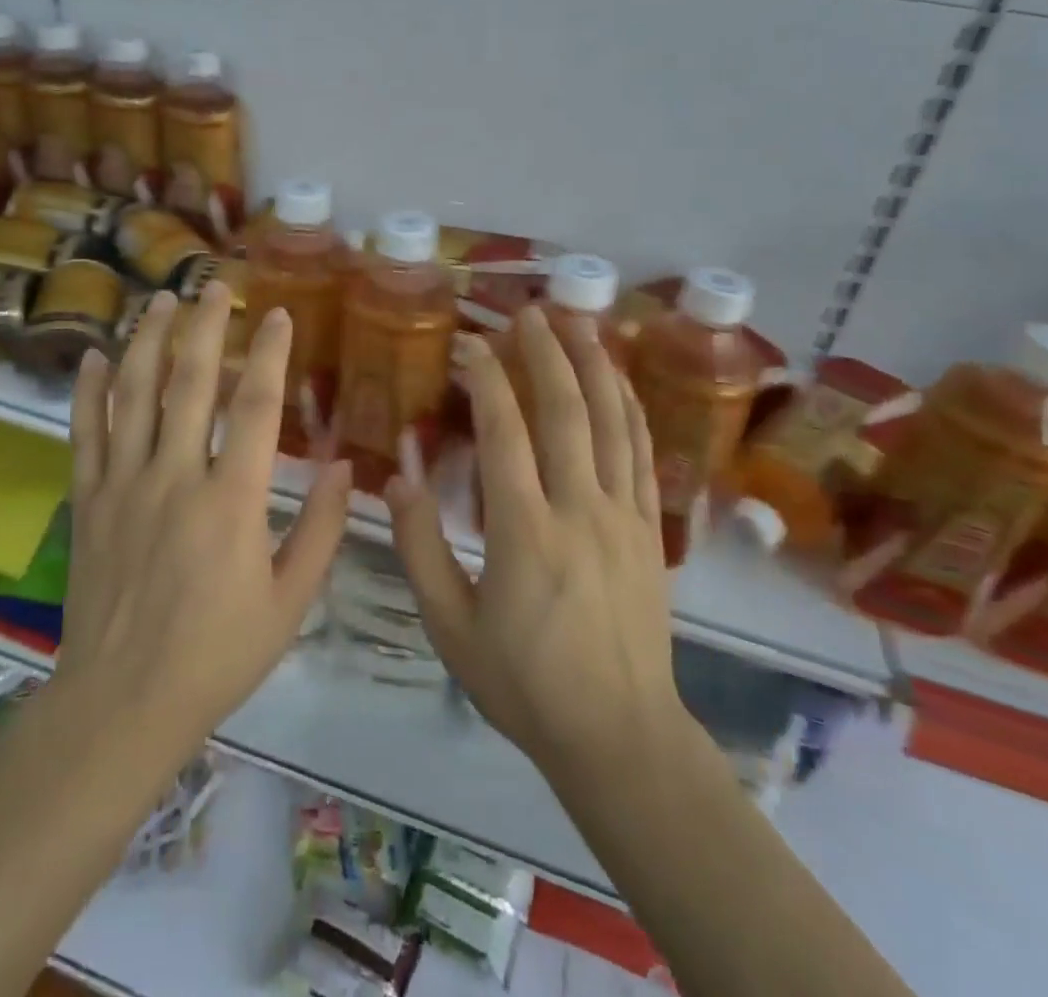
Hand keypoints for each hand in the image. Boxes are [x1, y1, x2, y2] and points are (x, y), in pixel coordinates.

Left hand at [58, 280, 352, 755]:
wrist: (122, 703)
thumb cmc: (217, 654)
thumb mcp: (289, 602)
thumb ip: (321, 531)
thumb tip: (346, 470)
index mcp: (231, 500)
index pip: (256, 407)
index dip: (270, 354)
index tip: (279, 315)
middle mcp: (175, 477)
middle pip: (190, 383)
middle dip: (206, 327)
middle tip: (216, 286)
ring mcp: (124, 485)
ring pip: (133, 395)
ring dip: (148, 341)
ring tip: (161, 301)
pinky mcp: (88, 501)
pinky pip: (85, 434)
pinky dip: (88, 391)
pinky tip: (93, 355)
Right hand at [386, 308, 695, 782]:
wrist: (618, 734)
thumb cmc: (524, 683)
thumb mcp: (450, 627)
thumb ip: (419, 548)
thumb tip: (397, 476)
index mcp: (525, 532)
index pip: (506, 432)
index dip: (487, 379)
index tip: (470, 344)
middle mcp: (580, 509)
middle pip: (566, 411)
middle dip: (546, 353)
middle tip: (527, 312)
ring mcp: (624, 516)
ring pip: (612, 422)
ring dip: (594, 365)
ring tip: (579, 322)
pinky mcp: (649, 529)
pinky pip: (642, 453)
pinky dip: (630, 408)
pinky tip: (619, 381)